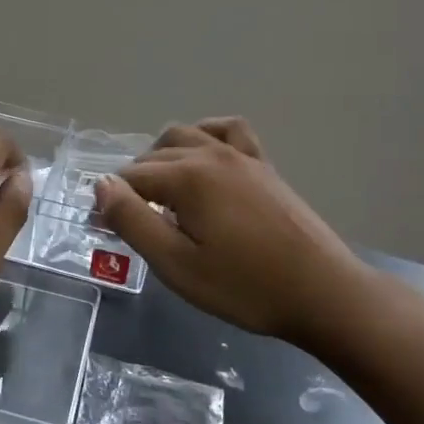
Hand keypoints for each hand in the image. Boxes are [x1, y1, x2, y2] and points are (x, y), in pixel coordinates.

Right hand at [93, 118, 371, 343]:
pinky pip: (228, 130)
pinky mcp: (263, 165)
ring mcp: (240, 155)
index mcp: (186, 176)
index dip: (111, 204)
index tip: (107, 232)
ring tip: (158, 191)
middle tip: (128, 223)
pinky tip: (202, 155)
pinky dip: (206, 135)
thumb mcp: (176, 264)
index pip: (129, 179)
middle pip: (153, 156)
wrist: (322, 293)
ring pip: (185, 135)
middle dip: (132, 184)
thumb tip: (101, 185)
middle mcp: (210, 153)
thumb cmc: (245, 286)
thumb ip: (133, 221)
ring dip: (161, 156)